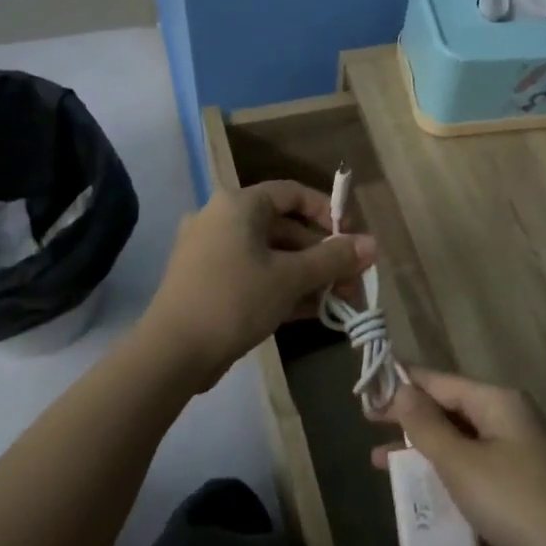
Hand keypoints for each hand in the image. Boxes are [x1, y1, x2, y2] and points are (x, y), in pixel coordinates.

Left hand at [144, 180, 375, 389]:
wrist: (173, 352)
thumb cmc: (235, 299)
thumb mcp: (290, 278)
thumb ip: (333, 259)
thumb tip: (372, 245)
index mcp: (237, 205)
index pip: (291, 193)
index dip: (326, 212)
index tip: (351, 238)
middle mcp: (221, 219)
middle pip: (284, 228)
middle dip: (322, 255)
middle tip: (353, 280)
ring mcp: (211, 252)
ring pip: (270, 256)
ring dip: (307, 275)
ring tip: (340, 300)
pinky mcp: (207, 282)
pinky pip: (254, 275)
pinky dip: (283, 288)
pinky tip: (314, 311)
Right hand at [371, 368, 545, 545]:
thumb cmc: (515, 503)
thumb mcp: (461, 462)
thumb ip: (426, 425)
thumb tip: (400, 388)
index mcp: (497, 402)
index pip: (440, 381)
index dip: (402, 384)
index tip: (366, 391)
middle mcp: (509, 419)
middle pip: (449, 409)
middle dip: (409, 418)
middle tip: (367, 424)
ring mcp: (517, 454)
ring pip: (459, 441)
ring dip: (422, 450)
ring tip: (380, 462)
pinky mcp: (520, 486)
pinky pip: (473, 469)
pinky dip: (445, 475)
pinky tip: (421, 492)